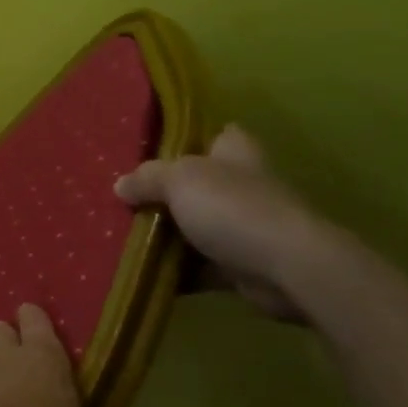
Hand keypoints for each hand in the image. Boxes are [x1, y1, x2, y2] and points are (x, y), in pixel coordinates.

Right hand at [114, 125, 330, 321]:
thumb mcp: (179, 180)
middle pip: (196, 185)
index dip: (186, 140)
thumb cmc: (233, 209)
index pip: (214, 135)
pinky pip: (198, 265)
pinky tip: (143, 271)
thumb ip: (147, 178)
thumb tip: (120, 185)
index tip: (151, 151)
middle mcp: (241, 186)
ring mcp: (243, 227)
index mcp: (234, 153)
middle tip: (123, 199)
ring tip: (122, 236)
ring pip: (194, 226)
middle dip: (162, 194)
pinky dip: (176, 271)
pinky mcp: (240, 264)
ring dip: (165, 235)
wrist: (286, 268)